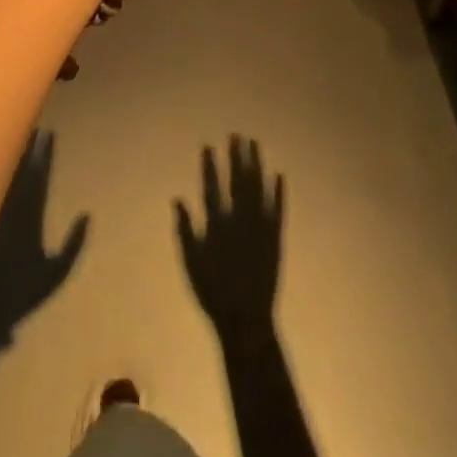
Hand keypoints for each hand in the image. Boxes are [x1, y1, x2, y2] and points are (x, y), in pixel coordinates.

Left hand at [0, 131, 87, 351]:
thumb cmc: (19, 296)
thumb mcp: (55, 274)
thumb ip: (73, 245)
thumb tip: (86, 215)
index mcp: (31, 212)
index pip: (40, 173)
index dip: (45, 152)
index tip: (49, 132)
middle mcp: (10, 205)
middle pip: (18, 165)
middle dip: (25, 144)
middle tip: (28, 124)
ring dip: (4, 154)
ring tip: (7, 135)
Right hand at [175, 137, 282, 340]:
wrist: (245, 320)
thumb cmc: (213, 293)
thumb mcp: (190, 262)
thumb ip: (185, 229)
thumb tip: (177, 198)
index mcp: (217, 225)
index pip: (211, 187)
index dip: (210, 165)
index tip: (208, 145)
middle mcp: (239, 220)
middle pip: (238, 181)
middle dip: (236, 156)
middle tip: (236, 135)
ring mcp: (259, 227)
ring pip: (259, 188)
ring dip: (256, 165)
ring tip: (255, 144)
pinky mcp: (276, 238)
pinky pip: (278, 209)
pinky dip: (278, 192)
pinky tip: (279, 174)